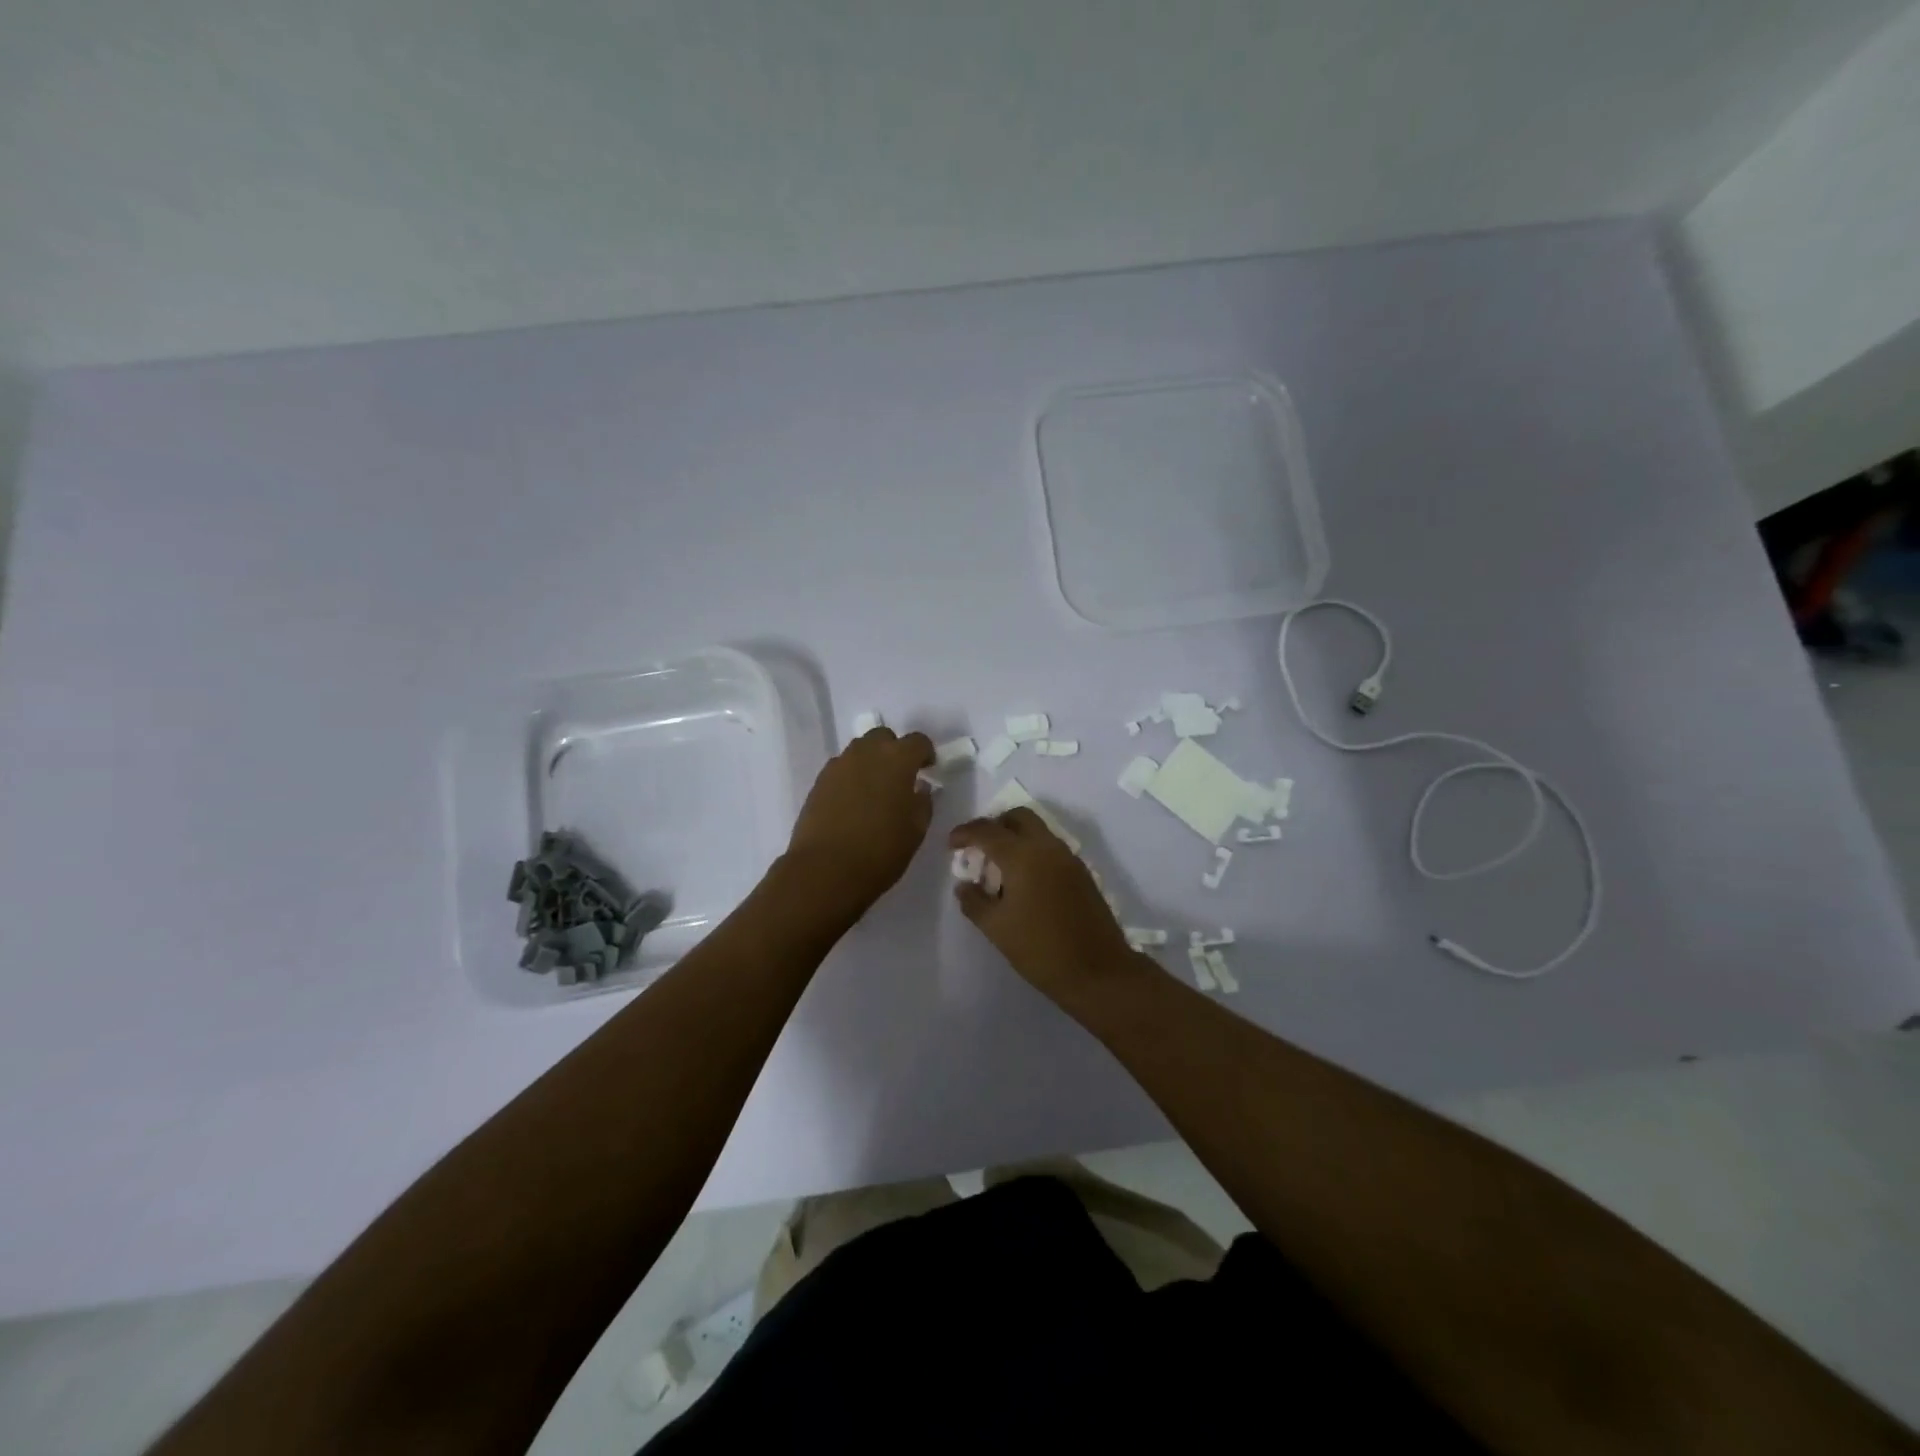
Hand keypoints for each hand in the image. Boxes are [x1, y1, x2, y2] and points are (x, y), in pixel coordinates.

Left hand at [785, 727, 935, 914]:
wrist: (825, 870)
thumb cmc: (881, 850)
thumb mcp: (916, 829)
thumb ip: (922, 802)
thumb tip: (919, 788)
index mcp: (897, 759)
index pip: (917, 741)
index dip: (926, 753)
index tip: (928, 769)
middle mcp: (866, 753)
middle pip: (883, 737)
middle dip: (894, 750)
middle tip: (900, 777)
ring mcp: (838, 765)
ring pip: (859, 751)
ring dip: (871, 762)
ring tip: (875, 790)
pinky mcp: (818, 782)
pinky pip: (841, 769)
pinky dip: (851, 778)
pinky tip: (853, 803)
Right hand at [948, 808, 1145, 1007]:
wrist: (1098, 971)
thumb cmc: (1040, 949)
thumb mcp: (996, 928)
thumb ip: (974, 901)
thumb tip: (964, 885)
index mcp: (1022, 856)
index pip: (987, 830)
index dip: (965, 833)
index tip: (951, 845)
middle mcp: (1047, 847)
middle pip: (1018, 817)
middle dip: (995, 825)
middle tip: (979, 848)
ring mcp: (1068, 858)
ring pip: (1038, 830)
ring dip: (1015, 838)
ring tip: (999, 867)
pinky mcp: (1081, 872)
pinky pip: (1051, 848)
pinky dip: (1032, 852)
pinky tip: (1024, 881)